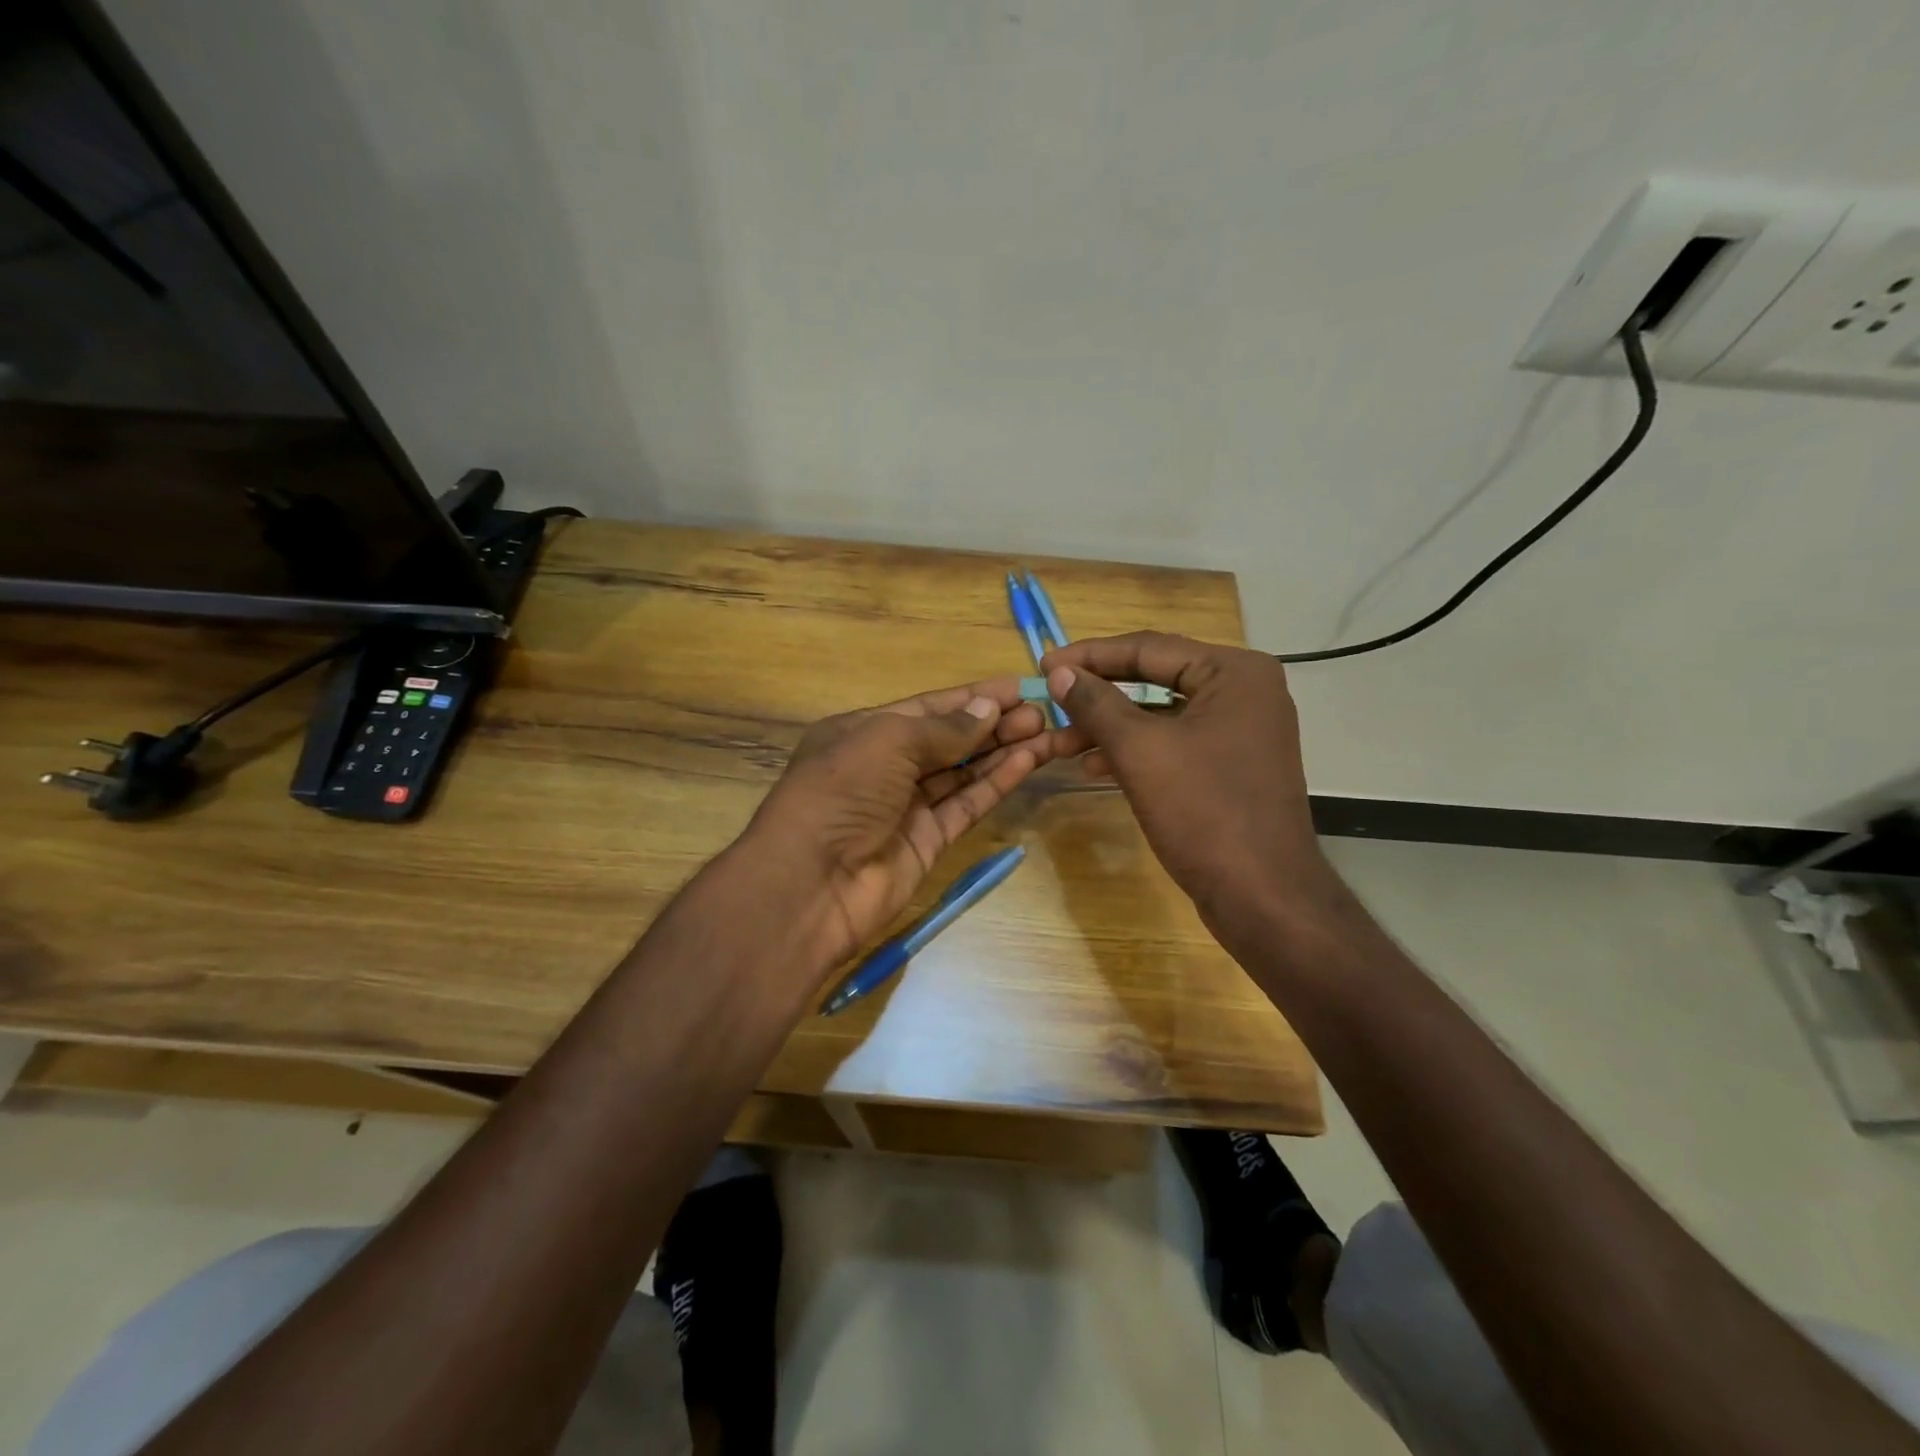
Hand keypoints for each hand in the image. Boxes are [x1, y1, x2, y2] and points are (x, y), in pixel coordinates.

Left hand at [745, 680, 1065, 973]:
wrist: (811, 883)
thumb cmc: (842, 791)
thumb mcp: (888, 741)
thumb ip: (944, 728)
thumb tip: (989, 708)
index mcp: (864, 732)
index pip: (927, 708)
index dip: (973, 697)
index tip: (1019, 687)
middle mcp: (885, 767)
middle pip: (949, 740)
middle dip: (994, 724)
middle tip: (1042, 712)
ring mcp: (907, 807)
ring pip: (963, 773)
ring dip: (1002, 751)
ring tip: (1047, 732)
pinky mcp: (928, 842)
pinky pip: (966, 805)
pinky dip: (995, 784)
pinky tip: (1027, 762)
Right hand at [1042, 633, 1338, 940]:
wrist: (1263, 897)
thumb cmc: (1204, 812)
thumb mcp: (1140, 751)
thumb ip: (1097, 704)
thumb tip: (1058, 672)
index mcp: (1234, 672)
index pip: (1148, 648)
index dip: (1090, 655)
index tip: (1043, 664)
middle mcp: (1244, 691)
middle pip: (1155, 678)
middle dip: (1098, 694)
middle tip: (1049, 698)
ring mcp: (1241, 729)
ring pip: (1160, 714)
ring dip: (1109, 726)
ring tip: (1059, 741)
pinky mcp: (1231, 764)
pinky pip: (1174, 742)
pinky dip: (1134, 750)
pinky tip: (1092, 765)